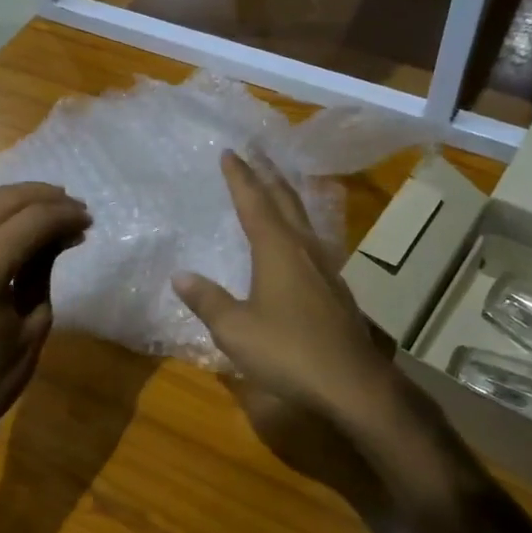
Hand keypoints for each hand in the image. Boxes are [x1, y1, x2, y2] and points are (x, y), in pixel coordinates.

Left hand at [0, 182, 88, 481]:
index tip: (89, 219)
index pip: (32, 220)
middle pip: (4, 200)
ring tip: (52, 208)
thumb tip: (61, 235)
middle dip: (44, 198)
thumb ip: (43, 271)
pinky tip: (17, 223)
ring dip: (18, 199)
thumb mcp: (32, 326)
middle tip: (75, 208)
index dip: (64, 214)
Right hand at [172, 151, 397, 431]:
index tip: (229, 152)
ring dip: (287, 196)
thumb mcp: (236, 329)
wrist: (350, 382)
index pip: (254, 202)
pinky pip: (313, 241)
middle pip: (285, 200)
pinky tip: (297, 240)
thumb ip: (208, 300)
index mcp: (277, 249)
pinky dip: (298, 225)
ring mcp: (326, 267)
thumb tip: (181, 276)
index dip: (240, 176)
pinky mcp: (336, 288)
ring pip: (304, 219)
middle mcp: (304, 248)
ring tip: (276, 185)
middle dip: (268, 173)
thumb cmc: (288, 351)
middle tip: (255, 151)